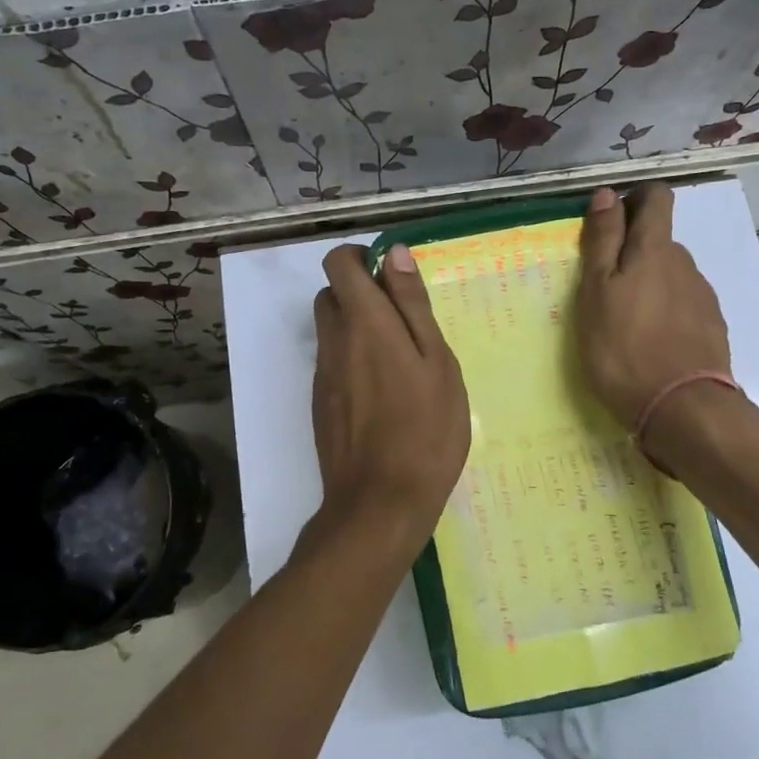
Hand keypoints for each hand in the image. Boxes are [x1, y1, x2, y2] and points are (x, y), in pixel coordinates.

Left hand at [311, 242, 470, 541]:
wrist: (380, 503)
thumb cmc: (425, 431)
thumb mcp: (437, 362)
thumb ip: (413, 306)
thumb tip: (394, 254)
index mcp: (366, 323)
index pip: (338, 263)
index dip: (362, 258)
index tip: (394, 278)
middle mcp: (334, 341)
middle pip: (331, 295)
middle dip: (360, 293)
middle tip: (403, 323)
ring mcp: (323, 375)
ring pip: (331, 330)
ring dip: (357, 329)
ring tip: (399, 360)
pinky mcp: (320, 403)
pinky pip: (332, 363)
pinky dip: (352, 361)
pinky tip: (384, 394)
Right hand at [575, 184, 732, 430]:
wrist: (682, 408)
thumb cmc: (624, 348)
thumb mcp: (596, 292)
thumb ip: (602, 241)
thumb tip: (607, 194)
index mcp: (655, 250)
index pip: (656, 198)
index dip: (634, 200)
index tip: (610, 223)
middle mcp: (685, 265)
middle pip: (660, 241)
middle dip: (634, 252)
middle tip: (605, 288)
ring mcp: (703, 297)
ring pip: (672, 276)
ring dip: (650, 286)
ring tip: (626, 323)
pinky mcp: (712, 328)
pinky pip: (684, 306)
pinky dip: (666, 313)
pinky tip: (651, 343)